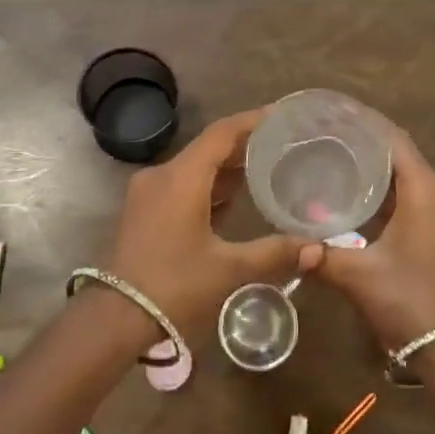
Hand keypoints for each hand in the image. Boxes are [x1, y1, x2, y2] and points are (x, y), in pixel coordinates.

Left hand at [104, 109, 306, 343]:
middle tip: (281, 144)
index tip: (280, 115)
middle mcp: (162, 175)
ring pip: (194, 167)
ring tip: (265, 167)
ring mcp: (148, 192)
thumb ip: (274, 253)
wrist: (117, 318)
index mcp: (182, 177)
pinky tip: (233, 198)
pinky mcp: (144, 210)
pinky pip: (182, 184)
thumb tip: (317, 249)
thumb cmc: (174, 286)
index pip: (221, 133)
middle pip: (208, 148)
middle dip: (243, 144)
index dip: (252, 121)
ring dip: (226, 167)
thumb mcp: (229, 269)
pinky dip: (208, 184)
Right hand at [301, 129, 434, 350]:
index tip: (333, 113)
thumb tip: (289, 243)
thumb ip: (321, 253)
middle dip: (366, 146)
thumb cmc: (410, 302)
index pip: (394, 140)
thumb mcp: (358, 275)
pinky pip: (416, 200)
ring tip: (336, 164)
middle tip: (325, 138)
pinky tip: (360, 201)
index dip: (365, 123)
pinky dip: (389, 195)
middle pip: (401, 157)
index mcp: (427, 192)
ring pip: (409, 180)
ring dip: (378, 173)